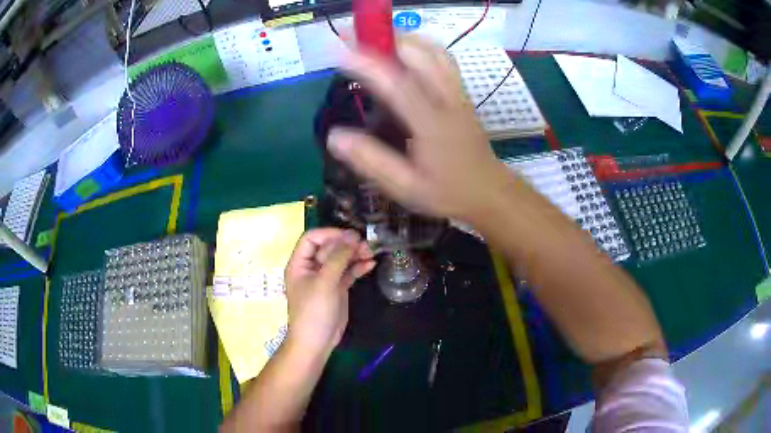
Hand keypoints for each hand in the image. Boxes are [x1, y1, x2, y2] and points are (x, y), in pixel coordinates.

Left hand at [284, 228, 375, 354]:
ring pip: (340, 259)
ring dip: (355, 254)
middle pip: (328, 247)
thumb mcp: (325, 282)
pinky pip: (347, 272)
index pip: (311, 238)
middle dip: (346, 244)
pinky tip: (371, 264)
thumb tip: (352, 235)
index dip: (329, 234)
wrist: (316, 342)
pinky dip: (358, 267)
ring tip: (371, 253)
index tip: (349, 236)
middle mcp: (311, 268)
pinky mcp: (337, 288)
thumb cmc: (314, 311)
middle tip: (365, 244)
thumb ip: (338, 257)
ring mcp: (325, 278)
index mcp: (300, 263)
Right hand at [327, 36, 514, 222]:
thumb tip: (335, 137)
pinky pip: (442, 58)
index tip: (338, 50)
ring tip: (372, 38)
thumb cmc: (448, 193)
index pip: (396, 83)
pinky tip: (404, 49)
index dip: (367, 63)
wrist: (490, 192)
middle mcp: (446, 99)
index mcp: (431, 124)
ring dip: (401, 38)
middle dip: (382, 38)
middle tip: (349, 37)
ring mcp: (457, 92)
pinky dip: (420, 45)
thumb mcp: (406, 187)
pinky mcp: (461, 92)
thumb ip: (372, 162)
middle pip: (418, 54)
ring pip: (433, 50)